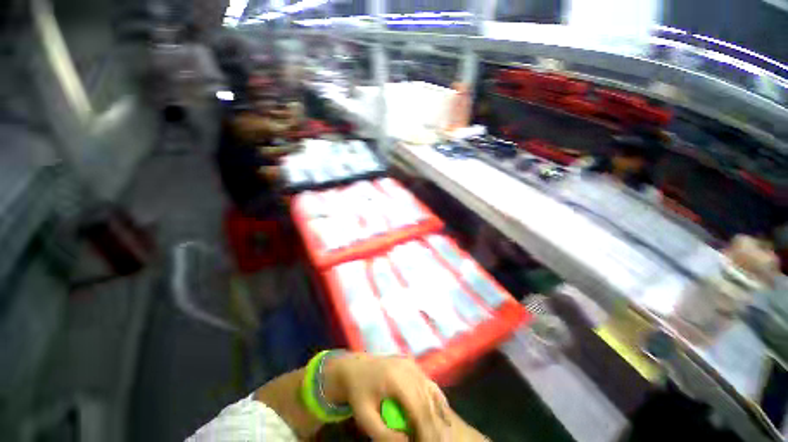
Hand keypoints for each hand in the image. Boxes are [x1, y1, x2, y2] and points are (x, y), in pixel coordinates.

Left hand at [324, 353, 451, 440]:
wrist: (355, 369)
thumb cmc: (358, 393)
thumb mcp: (365, 417)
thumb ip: (384, 433)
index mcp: (396, 379)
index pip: (418, 408)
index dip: (426, 431)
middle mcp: (408, 369)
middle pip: (427, 402)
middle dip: (434, 427)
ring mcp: (412, 365)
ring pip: (431, 393)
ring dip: (438, 416)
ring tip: (443, 437)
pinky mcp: (413, 366)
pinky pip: (429, 385)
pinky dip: (438, 401)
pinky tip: (444, 417)